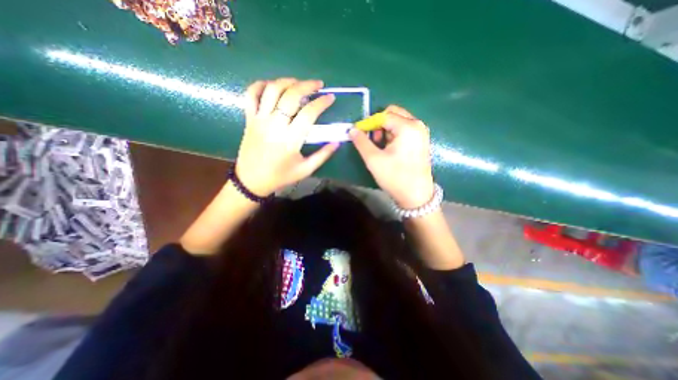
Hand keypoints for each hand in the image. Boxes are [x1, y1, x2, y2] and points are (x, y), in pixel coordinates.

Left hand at [236, 78, 338, 195]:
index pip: (309, 113)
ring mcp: (259, 120)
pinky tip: (272, 85)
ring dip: (287, 81)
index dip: (322, 102)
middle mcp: (274, 125)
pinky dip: (260, 85)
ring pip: (272, 90)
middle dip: (307, 85)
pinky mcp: (249, 119)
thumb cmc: (281, 176)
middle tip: (318, 85)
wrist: (251, 181)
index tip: (331, 97)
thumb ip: (322, 155)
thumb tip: (337, 142)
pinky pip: (251, 94)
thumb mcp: (305, 170)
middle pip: (291, 95)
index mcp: (290, 140)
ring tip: (299, 83)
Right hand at [349, 106, 432, 208]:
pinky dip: (393, 135)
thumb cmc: (395, 177)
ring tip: (380, 147)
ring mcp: (421, 133)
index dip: (368, 123)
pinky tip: (389, 149)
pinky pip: (404, 130)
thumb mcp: (373, 159)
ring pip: (398, 122)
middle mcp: (417, 125)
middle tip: (372, 140)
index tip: (359, 134)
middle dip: (379, 124)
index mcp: (408, 127)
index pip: (383, 115)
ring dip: (386, 130)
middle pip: (393, 114)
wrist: (416, 196)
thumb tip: (352, 130)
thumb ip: (361, 142)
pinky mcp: (421, 141)